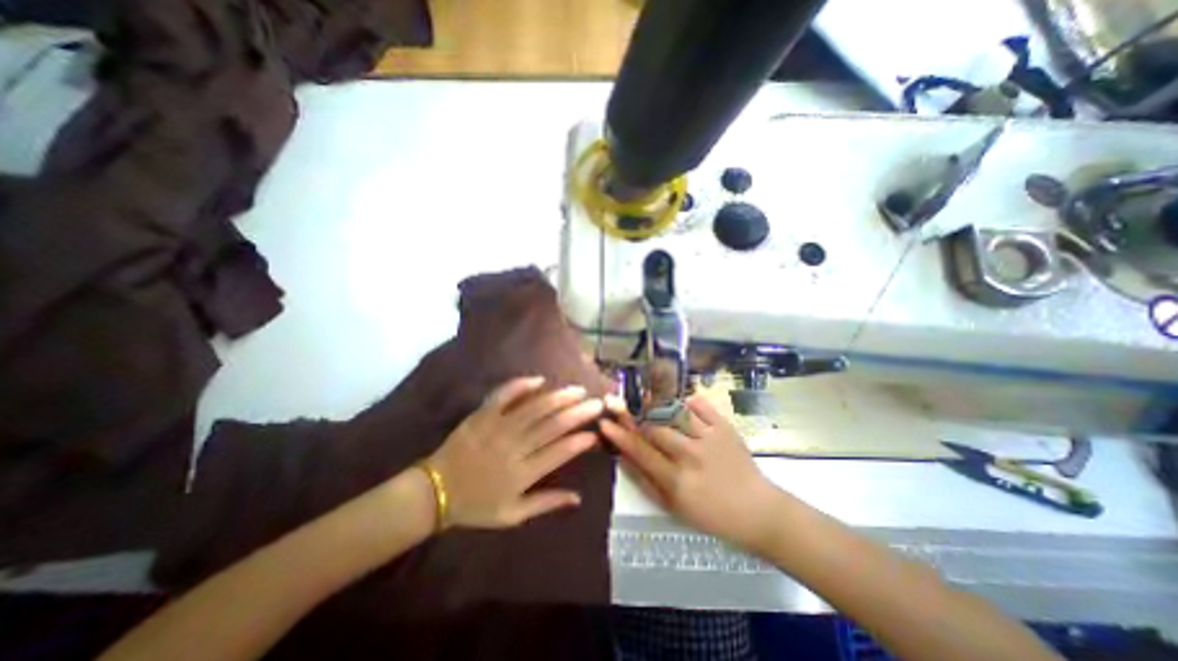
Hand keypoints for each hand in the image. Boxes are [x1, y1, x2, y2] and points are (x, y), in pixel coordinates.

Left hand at [427, 380, 601, 529]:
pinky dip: (520, 386)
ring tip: (577, 390)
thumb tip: (578, 498)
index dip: (579, 441)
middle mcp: (513, 448)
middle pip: (551, 426)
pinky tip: (539, 379)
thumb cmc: (476, 506)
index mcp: (522, 474)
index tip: (596, 431)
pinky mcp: (481, 416)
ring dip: (558, 397)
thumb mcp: (513, 515)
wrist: (434, 491)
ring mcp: (497, 428)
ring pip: (533, 409)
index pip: (558, 453)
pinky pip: (502, 396)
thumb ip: (546, 504)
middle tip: (596, 402)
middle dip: (577, 413)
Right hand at [602, 396, 785, 549]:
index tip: (604, 421)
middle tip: (622, 406)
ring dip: (656, 405)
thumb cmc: (711, 515)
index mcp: (676, 480)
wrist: (757, 511)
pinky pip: (701, 405)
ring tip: (645, 399)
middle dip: (634, 416)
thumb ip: (645, 482)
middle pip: (654, 427)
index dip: (619, 435)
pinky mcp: (725, 427)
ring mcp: (709, 438)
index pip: (640, 451)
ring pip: (674, 413)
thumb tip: (622, 458)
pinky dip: (687, 400)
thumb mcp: (673, 507)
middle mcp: (690, 455)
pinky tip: (680, 403)